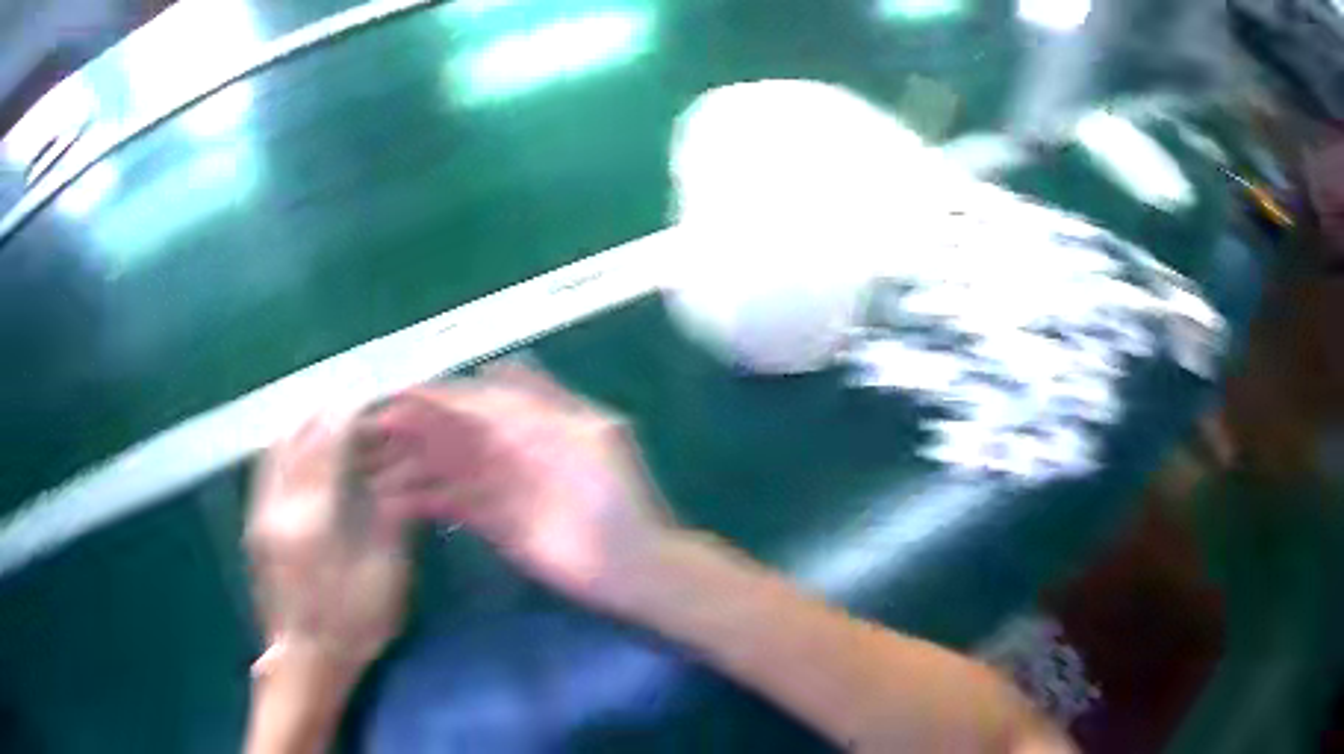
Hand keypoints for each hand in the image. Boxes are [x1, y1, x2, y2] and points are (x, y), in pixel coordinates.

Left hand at [246, 411, 410, 683]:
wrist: (304, 661)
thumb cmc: (352, 626)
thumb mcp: (384, 578)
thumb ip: (388, 521)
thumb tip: (397, 477)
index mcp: (314, 522)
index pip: (327, 448)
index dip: (346, 418)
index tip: (365, 401)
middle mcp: (280, 509)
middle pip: (296, 441)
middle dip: (322, 415)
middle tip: (347, 407)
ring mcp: (261, 516)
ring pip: (274, 451)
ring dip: (300, 428)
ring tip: (324, 421)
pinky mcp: (254, 526)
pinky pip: (266, 470)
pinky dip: (284, 449)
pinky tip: (300, 452)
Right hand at [358, 360, 675, 613]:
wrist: (633, 565)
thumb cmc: (617, 497)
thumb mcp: (589, 436)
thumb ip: (540, 404)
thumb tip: (491, 370)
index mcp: (536, 423)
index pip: (477, 402)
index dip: (440, 397)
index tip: (399, 394)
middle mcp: (512, 450)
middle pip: (455, 433)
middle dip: (416, 428)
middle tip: (373, 427)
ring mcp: (501, 487)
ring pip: (447, 467)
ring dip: (412, 464)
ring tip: (373, 466)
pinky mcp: (494, 523)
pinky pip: (453, 505)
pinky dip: (425, 500)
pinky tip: (395, 501)